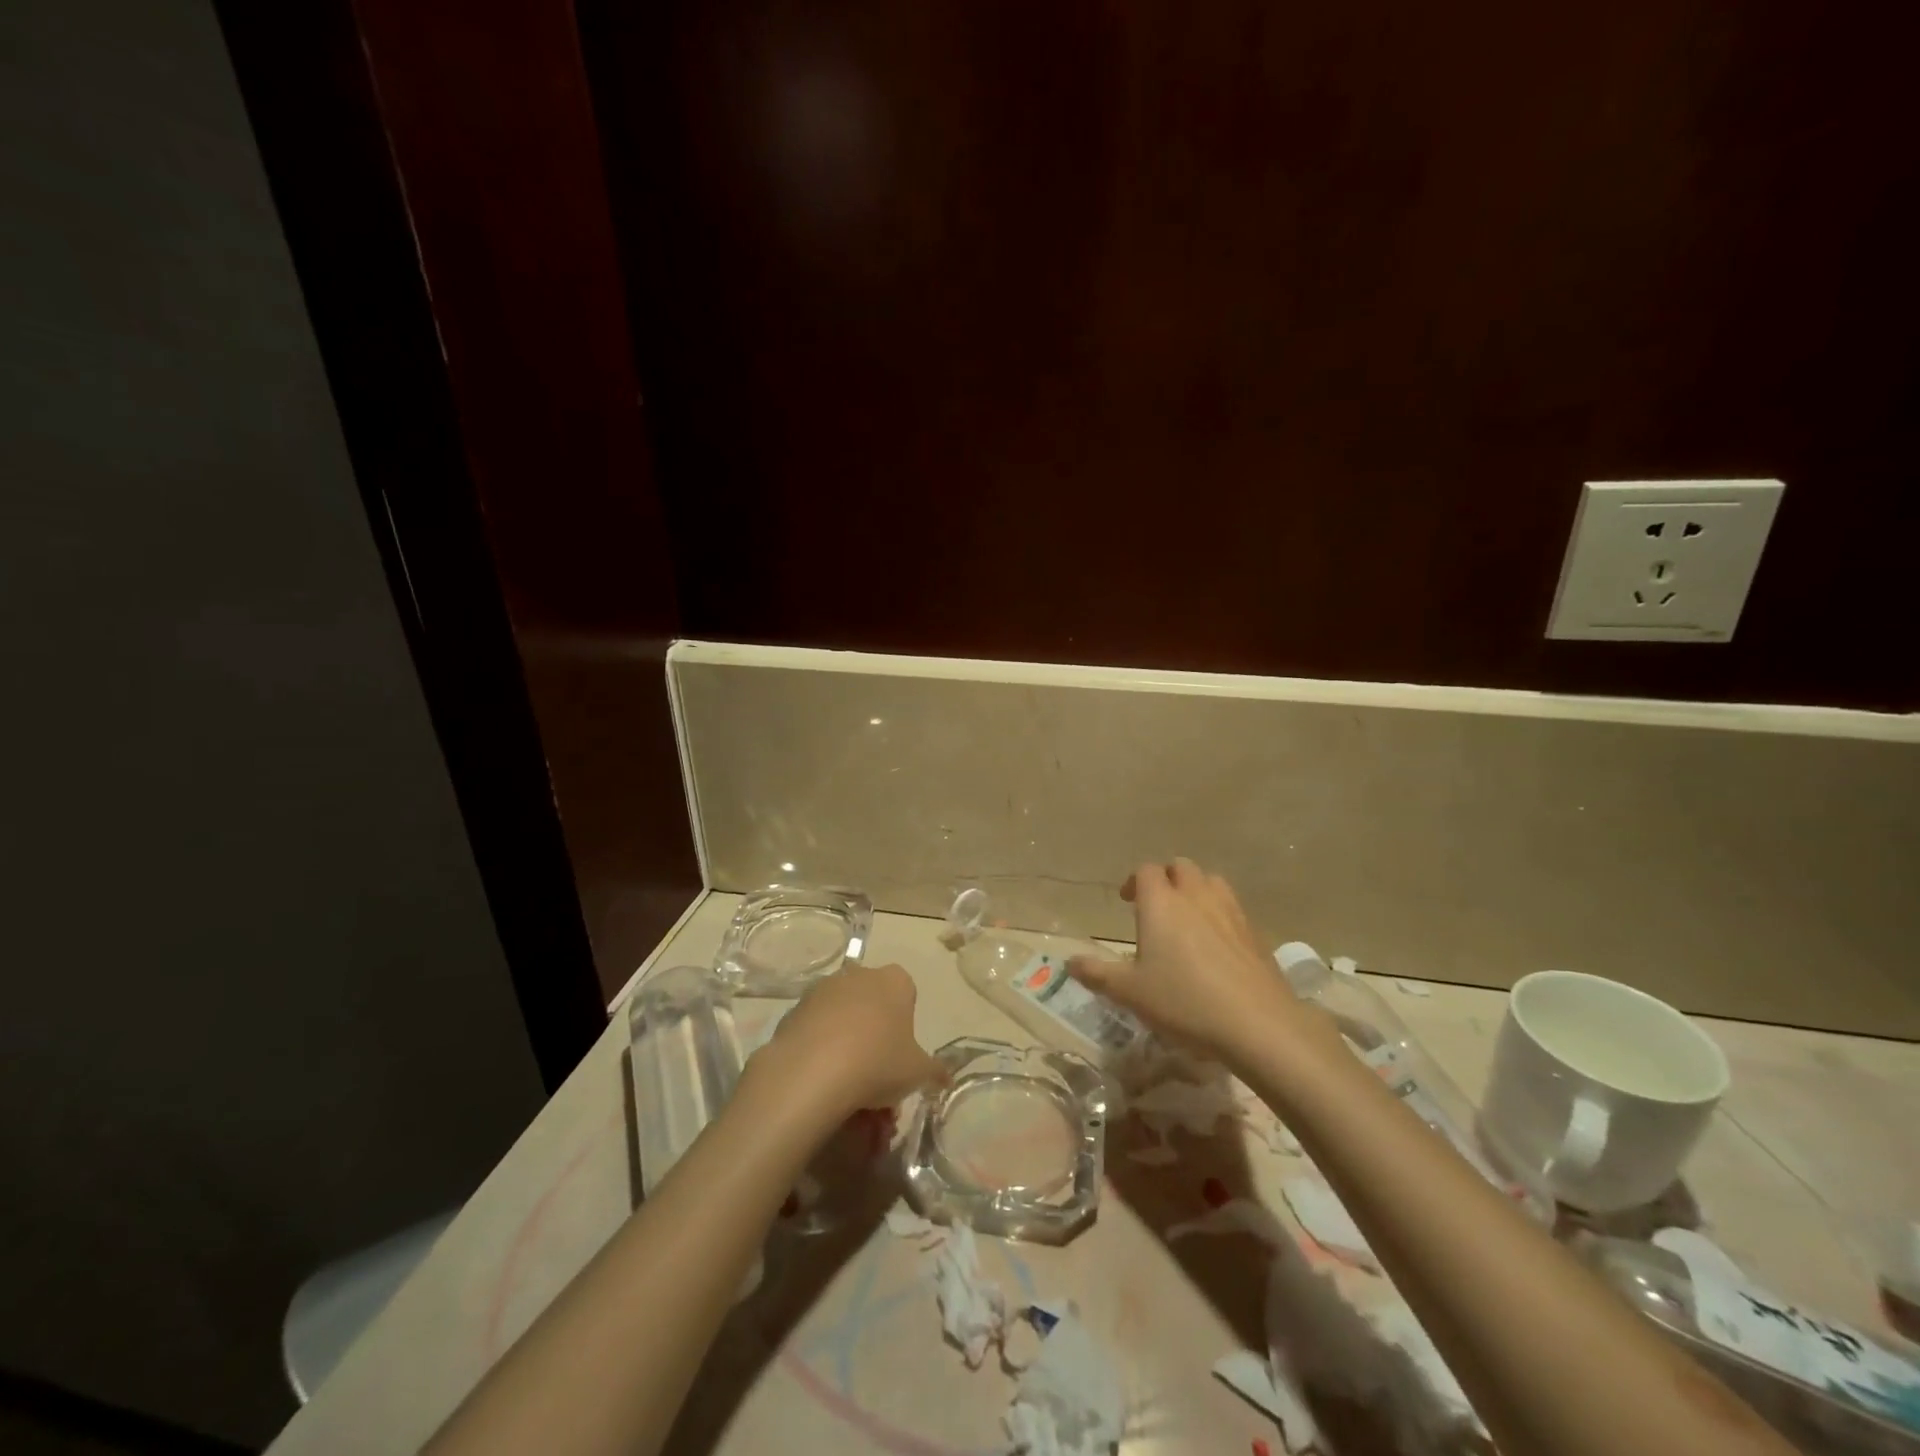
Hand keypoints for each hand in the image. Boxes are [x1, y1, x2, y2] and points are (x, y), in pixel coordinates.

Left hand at [748, 962, 942, 1118]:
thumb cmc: (878, 1062)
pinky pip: (815, 1030)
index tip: (901, 1055)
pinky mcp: (794, 1010)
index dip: (905, 1026)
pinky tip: (821, 1082)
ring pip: (843, 1018)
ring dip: (847, 1046)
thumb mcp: (918, 1073)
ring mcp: (823, 990)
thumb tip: (945, 1077)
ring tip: (848, 1090)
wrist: (812, 1072)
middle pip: (873, 1005)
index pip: (907, 994)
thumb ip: (935, 1071)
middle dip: (876, 1038)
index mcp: (894, 981)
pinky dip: (820, 1051)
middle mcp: (859, 975)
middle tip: (877, 1079)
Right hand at [1067, 859, 1304, 1067]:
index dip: (1133, 882)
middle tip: (1156, 906)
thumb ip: (1098, 974)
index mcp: (1160, 903)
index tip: (1126, 902)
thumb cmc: (1183, 1001)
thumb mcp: (1130, 993)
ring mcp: (1229, 911)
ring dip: (1196, 890)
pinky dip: (1220, 914)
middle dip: (1166, 879)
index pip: (1145, 871)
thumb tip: (1069, 962)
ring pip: (1210, 881)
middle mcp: (1195, 896)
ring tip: (1188, 918)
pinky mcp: (1254, 932)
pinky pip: (1232, 908)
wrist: (1257, 1023)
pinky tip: (1217, 946)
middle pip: (1180, 867)